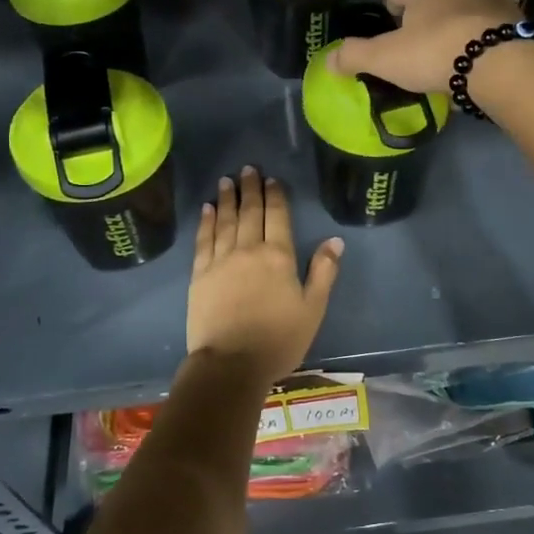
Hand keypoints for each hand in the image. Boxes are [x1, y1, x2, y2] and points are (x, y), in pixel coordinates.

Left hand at [187, 167, 342, 388]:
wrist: (231, 364)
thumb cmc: (278, 340)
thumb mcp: (312, 309)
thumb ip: (323, 272)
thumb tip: (335, 240)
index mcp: (278, 256)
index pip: (277, 216)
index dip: (275, 195)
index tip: (271, 179)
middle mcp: (248, 250)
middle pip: (249, 212)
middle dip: (250, 189)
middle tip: (248, 169)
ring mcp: (220, 260)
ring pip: (224, 221)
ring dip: (226, 199)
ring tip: (227, 181)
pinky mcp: (199, 274)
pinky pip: (203, 240)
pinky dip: (205, 222)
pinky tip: (206, 209)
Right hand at [325, 0, 522, 94]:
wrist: (503, 63)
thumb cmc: (435, 53)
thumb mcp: (385, 59)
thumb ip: (354, 56)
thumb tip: (328, 61)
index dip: (390, 10)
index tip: (391, 34)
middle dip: (427, 16)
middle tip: (421, 49)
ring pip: (466, 6)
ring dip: (458, 23)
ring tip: (454, 56)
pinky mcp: (517, 14)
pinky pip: (492, 23)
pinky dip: (485, 35)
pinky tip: (482, 60)